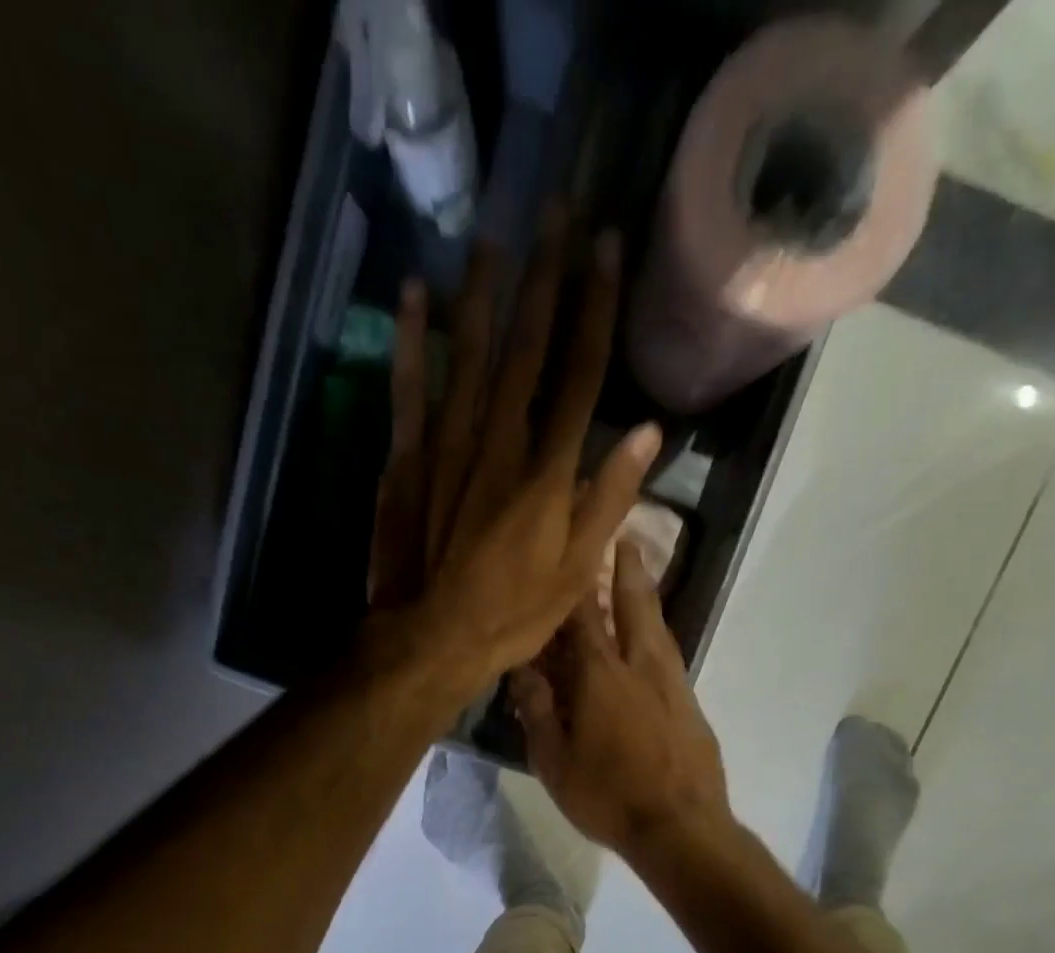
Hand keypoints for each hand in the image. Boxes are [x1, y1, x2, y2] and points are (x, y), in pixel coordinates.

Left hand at [367, 204, 661, 697]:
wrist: (430, 638)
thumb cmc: (512, 614)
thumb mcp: (576, 571)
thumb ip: (609, 500)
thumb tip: (648, 434)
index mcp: (547, 470)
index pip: (581, 373)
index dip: (597, 308)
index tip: (608, 248)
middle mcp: (499, 441)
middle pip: (527, 348)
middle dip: (544, 277)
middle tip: (556, 211)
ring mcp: (447, 446)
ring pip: (468, 355)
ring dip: (482, 292)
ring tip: (493, 235)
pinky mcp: (406, 460)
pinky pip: (408, 389)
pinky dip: (410, 341)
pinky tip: (414, 295)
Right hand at [509, 541, 731, 857]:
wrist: (681, 827)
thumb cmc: (608, 797)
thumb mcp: (555, 762)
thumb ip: (537, 711)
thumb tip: (520, 670)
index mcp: (600, 675)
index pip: (583, 615)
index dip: (576, 580)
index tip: (572, 547)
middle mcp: (640, 665)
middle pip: (634, 603)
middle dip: (627, 566)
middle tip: (624, 535)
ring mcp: (672, 682)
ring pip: (658, 625)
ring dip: (646, 594)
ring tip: (638, 571)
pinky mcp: (690, 702)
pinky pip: (669, 653)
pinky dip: (656, 633)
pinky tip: (652, 639)